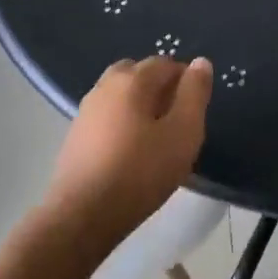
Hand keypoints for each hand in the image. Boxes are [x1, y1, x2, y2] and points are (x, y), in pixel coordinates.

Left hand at [44, 57, 211, 246]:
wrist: (82, 216)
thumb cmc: (141, 172)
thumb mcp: (183, 132)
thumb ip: (195, 94)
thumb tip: (201, 62)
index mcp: (133, 79)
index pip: (166, 63)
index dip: (186, 80)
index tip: (195, 109)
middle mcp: (106, 85)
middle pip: (139, 73)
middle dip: (160, 87)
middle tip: (176, 119)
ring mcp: (87, 110)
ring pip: (121, 94)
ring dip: (140, 105)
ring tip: (155, 136)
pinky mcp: (76, 135)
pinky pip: (107, 115)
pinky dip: (122, 121)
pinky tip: (130, 150)